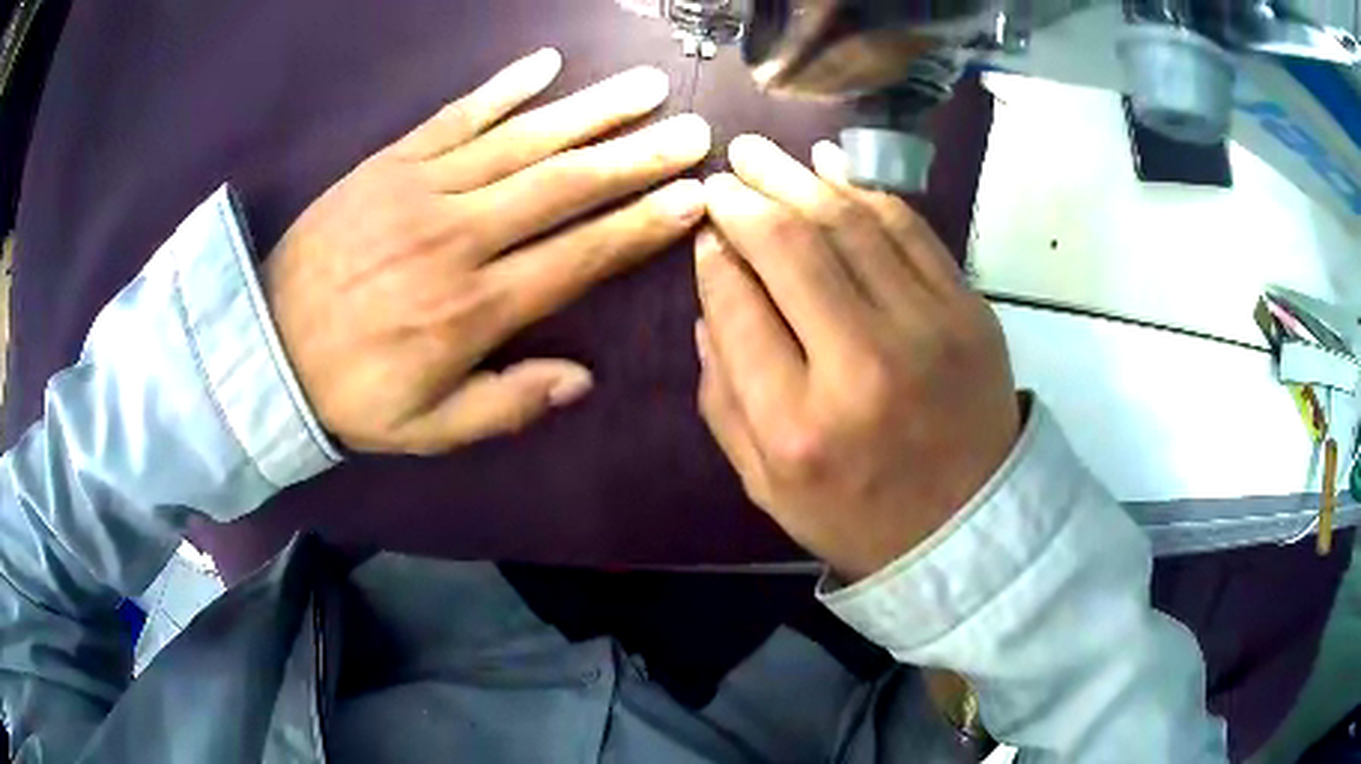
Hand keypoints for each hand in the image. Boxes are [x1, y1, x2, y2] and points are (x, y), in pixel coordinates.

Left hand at [266, 49, 710, 453]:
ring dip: (591, 109)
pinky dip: (503, 87)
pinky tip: (546, 64)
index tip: (693, 197)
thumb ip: (506, 405)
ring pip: (523, 140)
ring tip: (645, 88)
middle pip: (565, 185)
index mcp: (475, 308)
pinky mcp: (390, 163)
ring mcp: (423, 189)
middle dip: (637, 156)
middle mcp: (460, 236)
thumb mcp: (428, 429)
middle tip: (692, 132)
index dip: (642, 224)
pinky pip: (456, 116)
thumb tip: (582, 379)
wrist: (263, 346)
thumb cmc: (349, 393)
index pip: (580, 255)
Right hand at [695, 135, 1019, 581]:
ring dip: (797, 179)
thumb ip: (722, 397)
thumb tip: (709, 302)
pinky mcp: (970, 310)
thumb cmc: (858, 514)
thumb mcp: (764, 484)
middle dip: (746, 199)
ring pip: (849, 223)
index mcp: (797, 425)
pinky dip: (863, 190)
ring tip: (760, 155)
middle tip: (723, 172)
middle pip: (791, 248)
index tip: (705, 230)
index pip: (738, 306)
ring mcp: (928, 329)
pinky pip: (908, 228)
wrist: (970, 526)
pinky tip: (828, 167)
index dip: (714, 256)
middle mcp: (862, 366)